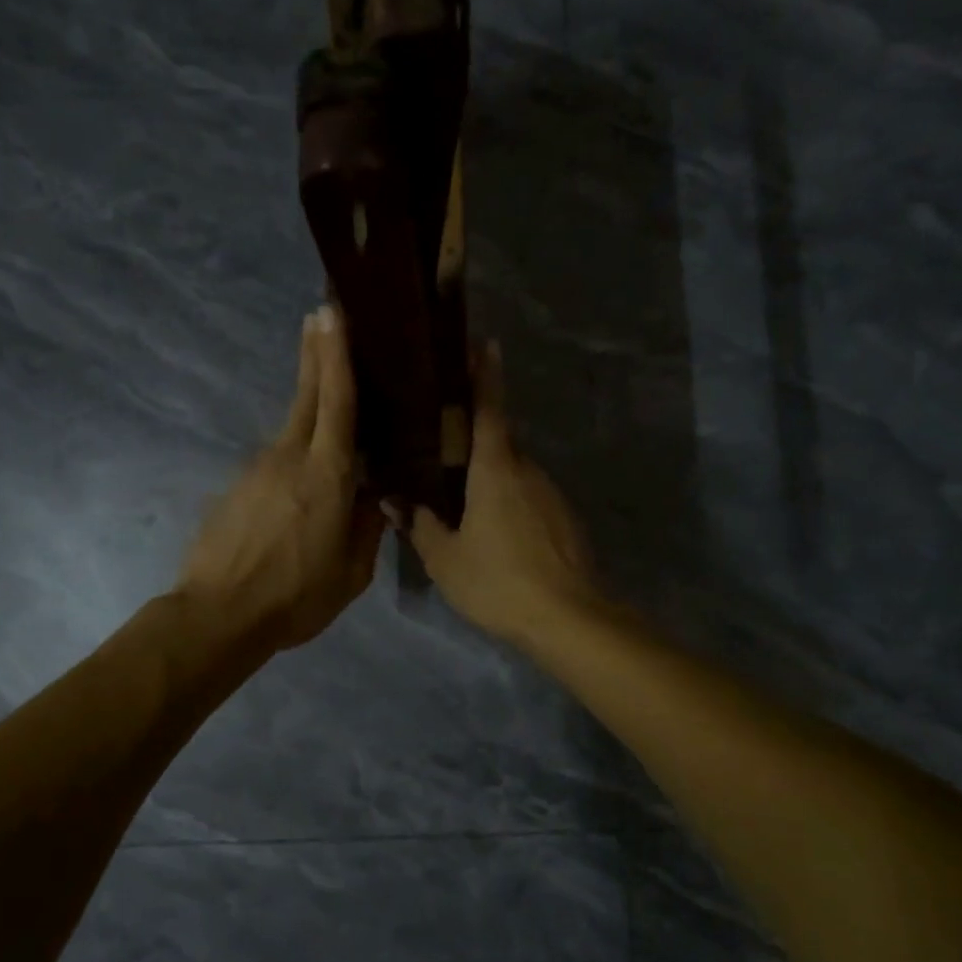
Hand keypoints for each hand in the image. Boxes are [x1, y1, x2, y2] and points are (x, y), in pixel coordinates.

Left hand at [176, 305, 384, 651]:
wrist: (218, 615)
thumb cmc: (295, 597)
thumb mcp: (351, 572)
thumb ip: (366, 528)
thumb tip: (372, 498)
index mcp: (327, 475)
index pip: (336, 403)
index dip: (336, 356)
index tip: (332, 313)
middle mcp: (289, 459)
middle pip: (306, 395)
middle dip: (316, 353)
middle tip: (321, 314)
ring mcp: (257, 471)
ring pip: (291, 428)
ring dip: (309, 406)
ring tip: (328, 399)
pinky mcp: (236, 489)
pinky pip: (274, 462)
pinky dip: (292, 454)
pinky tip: (300, 481)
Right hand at [405, 340, 599, 644]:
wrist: (567, 619)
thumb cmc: (498, 581)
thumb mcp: (445, 558)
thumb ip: (420, 525)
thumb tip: (394, 500)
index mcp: (496, 468)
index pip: (489, 408)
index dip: (484, 374)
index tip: (482, 342)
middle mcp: (528, 471)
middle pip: (498, 443)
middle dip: (472, 442)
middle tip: (439, 449)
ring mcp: (551, 495)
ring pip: (513, 474)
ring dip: (489, 479)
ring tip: (459, 501)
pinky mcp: (564, 520)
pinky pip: (528, 498)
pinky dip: (509, 503)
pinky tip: (493, 533)